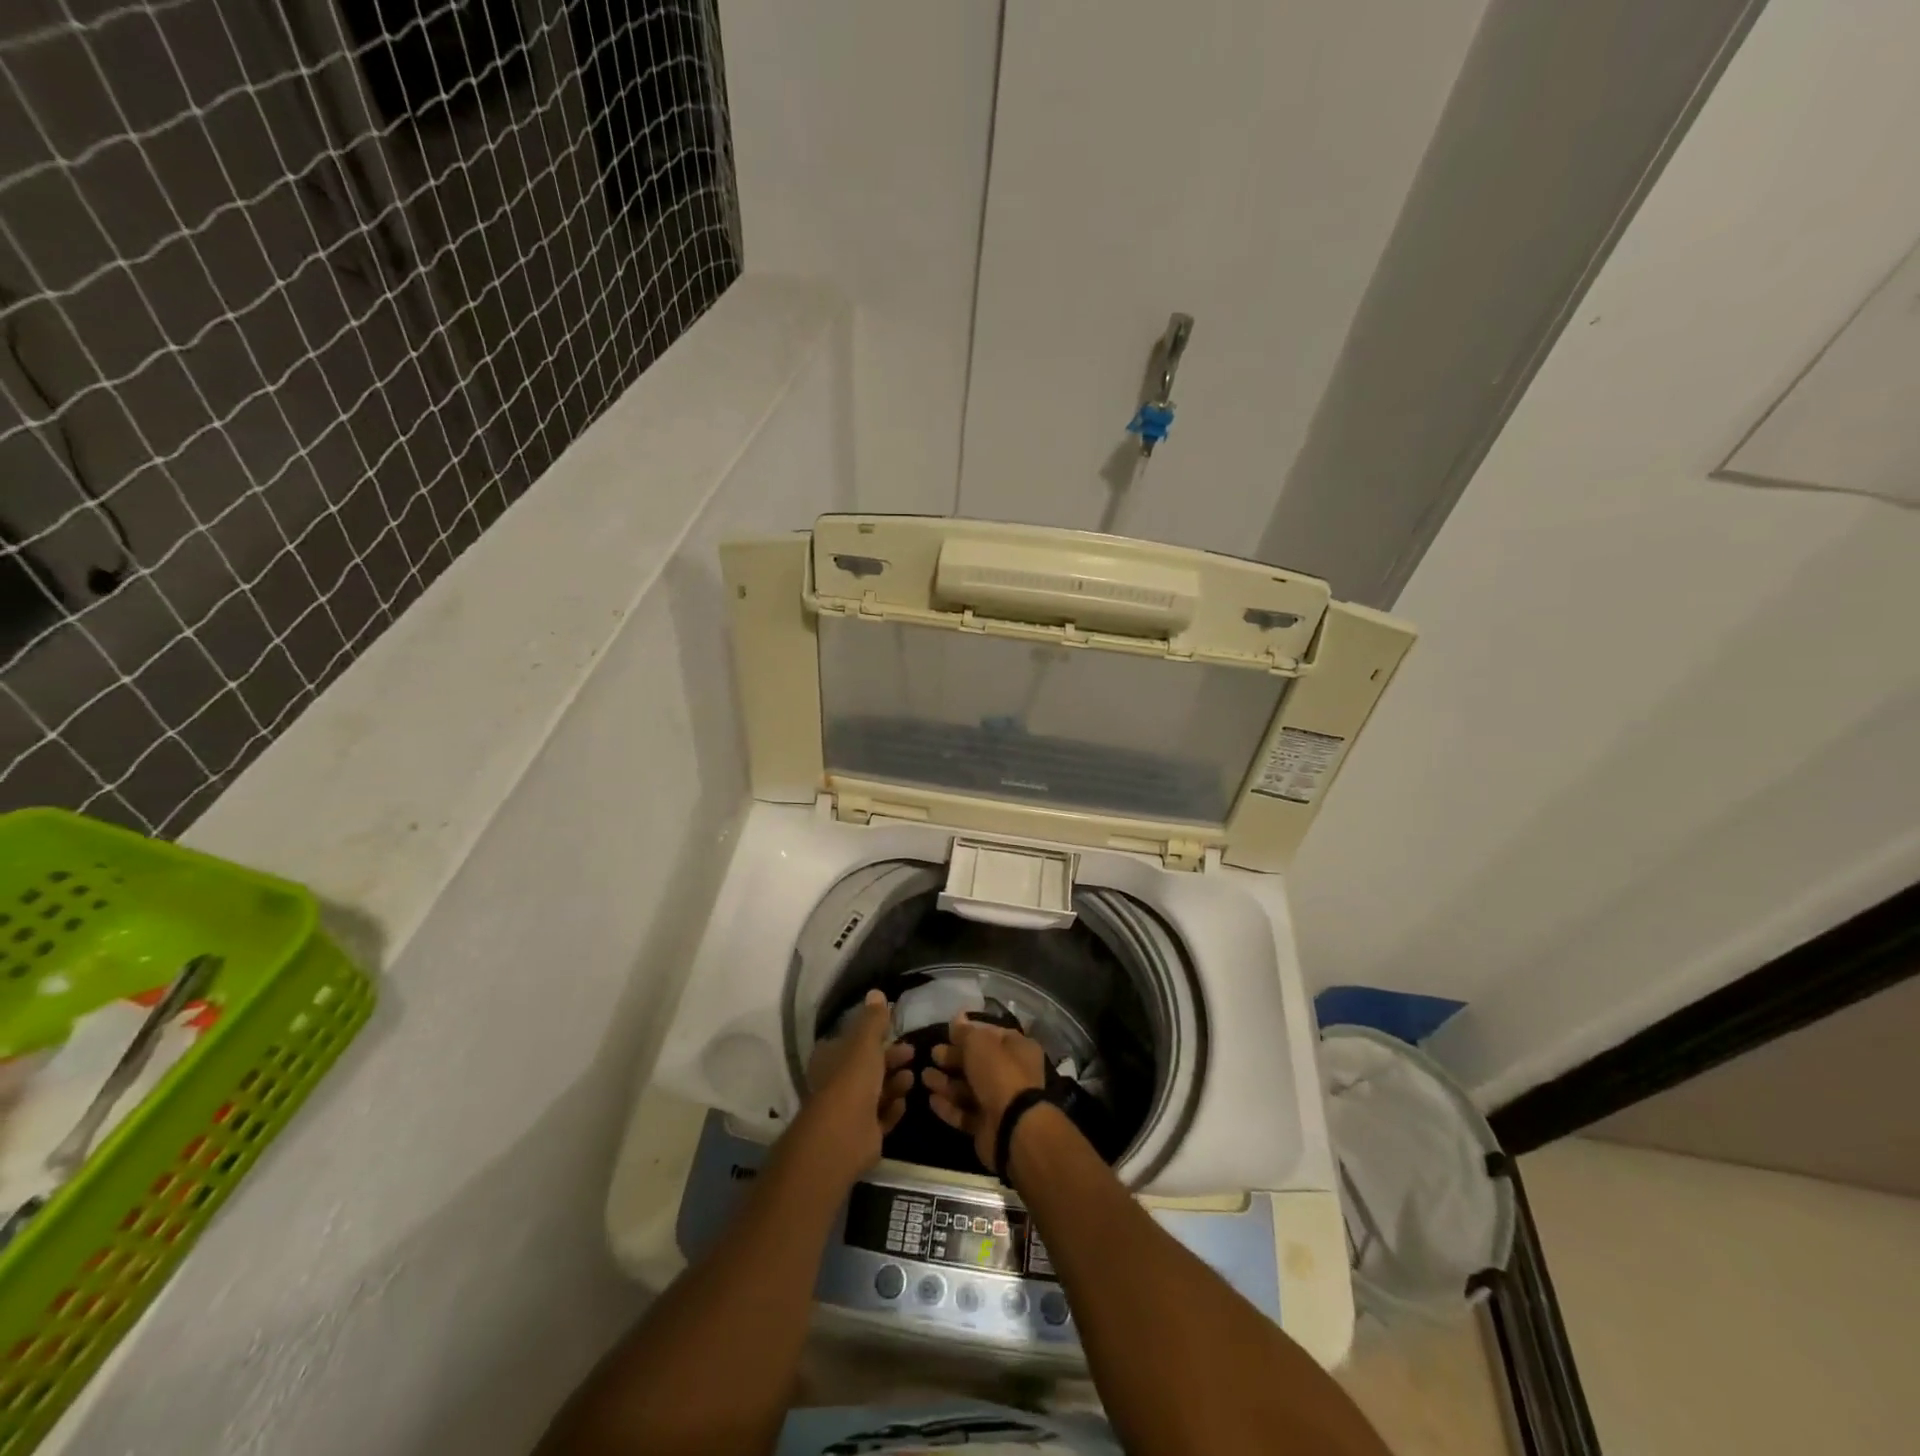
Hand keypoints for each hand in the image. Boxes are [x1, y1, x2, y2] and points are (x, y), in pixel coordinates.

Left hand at [795, 990, 914, 1186]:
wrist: (844, 1136)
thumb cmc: (852, 1080)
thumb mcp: (865, 1042)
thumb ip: (873, 1019)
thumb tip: (876, 992)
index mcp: (831, 1058)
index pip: (853, 1041)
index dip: (874, 1036)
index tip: (895, 1030)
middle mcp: (838, 1082)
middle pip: (869, 1066)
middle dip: (891, 1058)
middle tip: (912, 1053)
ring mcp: (850, 1110)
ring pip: (877, 1091)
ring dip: (895, 1083)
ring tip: (911, 1078)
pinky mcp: (864, 1134)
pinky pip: (882, 1116)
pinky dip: (893, 1108)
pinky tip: (904, 1102)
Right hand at [922, 1015, 1047, 1171]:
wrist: (1011, 1126)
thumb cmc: (998, 1073)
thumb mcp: (979, 1043)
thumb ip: (965, 1032)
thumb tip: (957, 1018)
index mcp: (1018, 1048)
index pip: (991, 1034)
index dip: (969, 1032)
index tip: (947, 1032)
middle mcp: (1012, 1073)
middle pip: (978, 1062)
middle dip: (953, 1058)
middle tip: (933, 1054)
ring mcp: (1000, 1101)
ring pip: (969, 1088)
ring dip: (946, 1083)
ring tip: (924, 1077)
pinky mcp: (987, 1126)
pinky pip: (965, 1112)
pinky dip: (949, 1106)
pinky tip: (932, 1100)